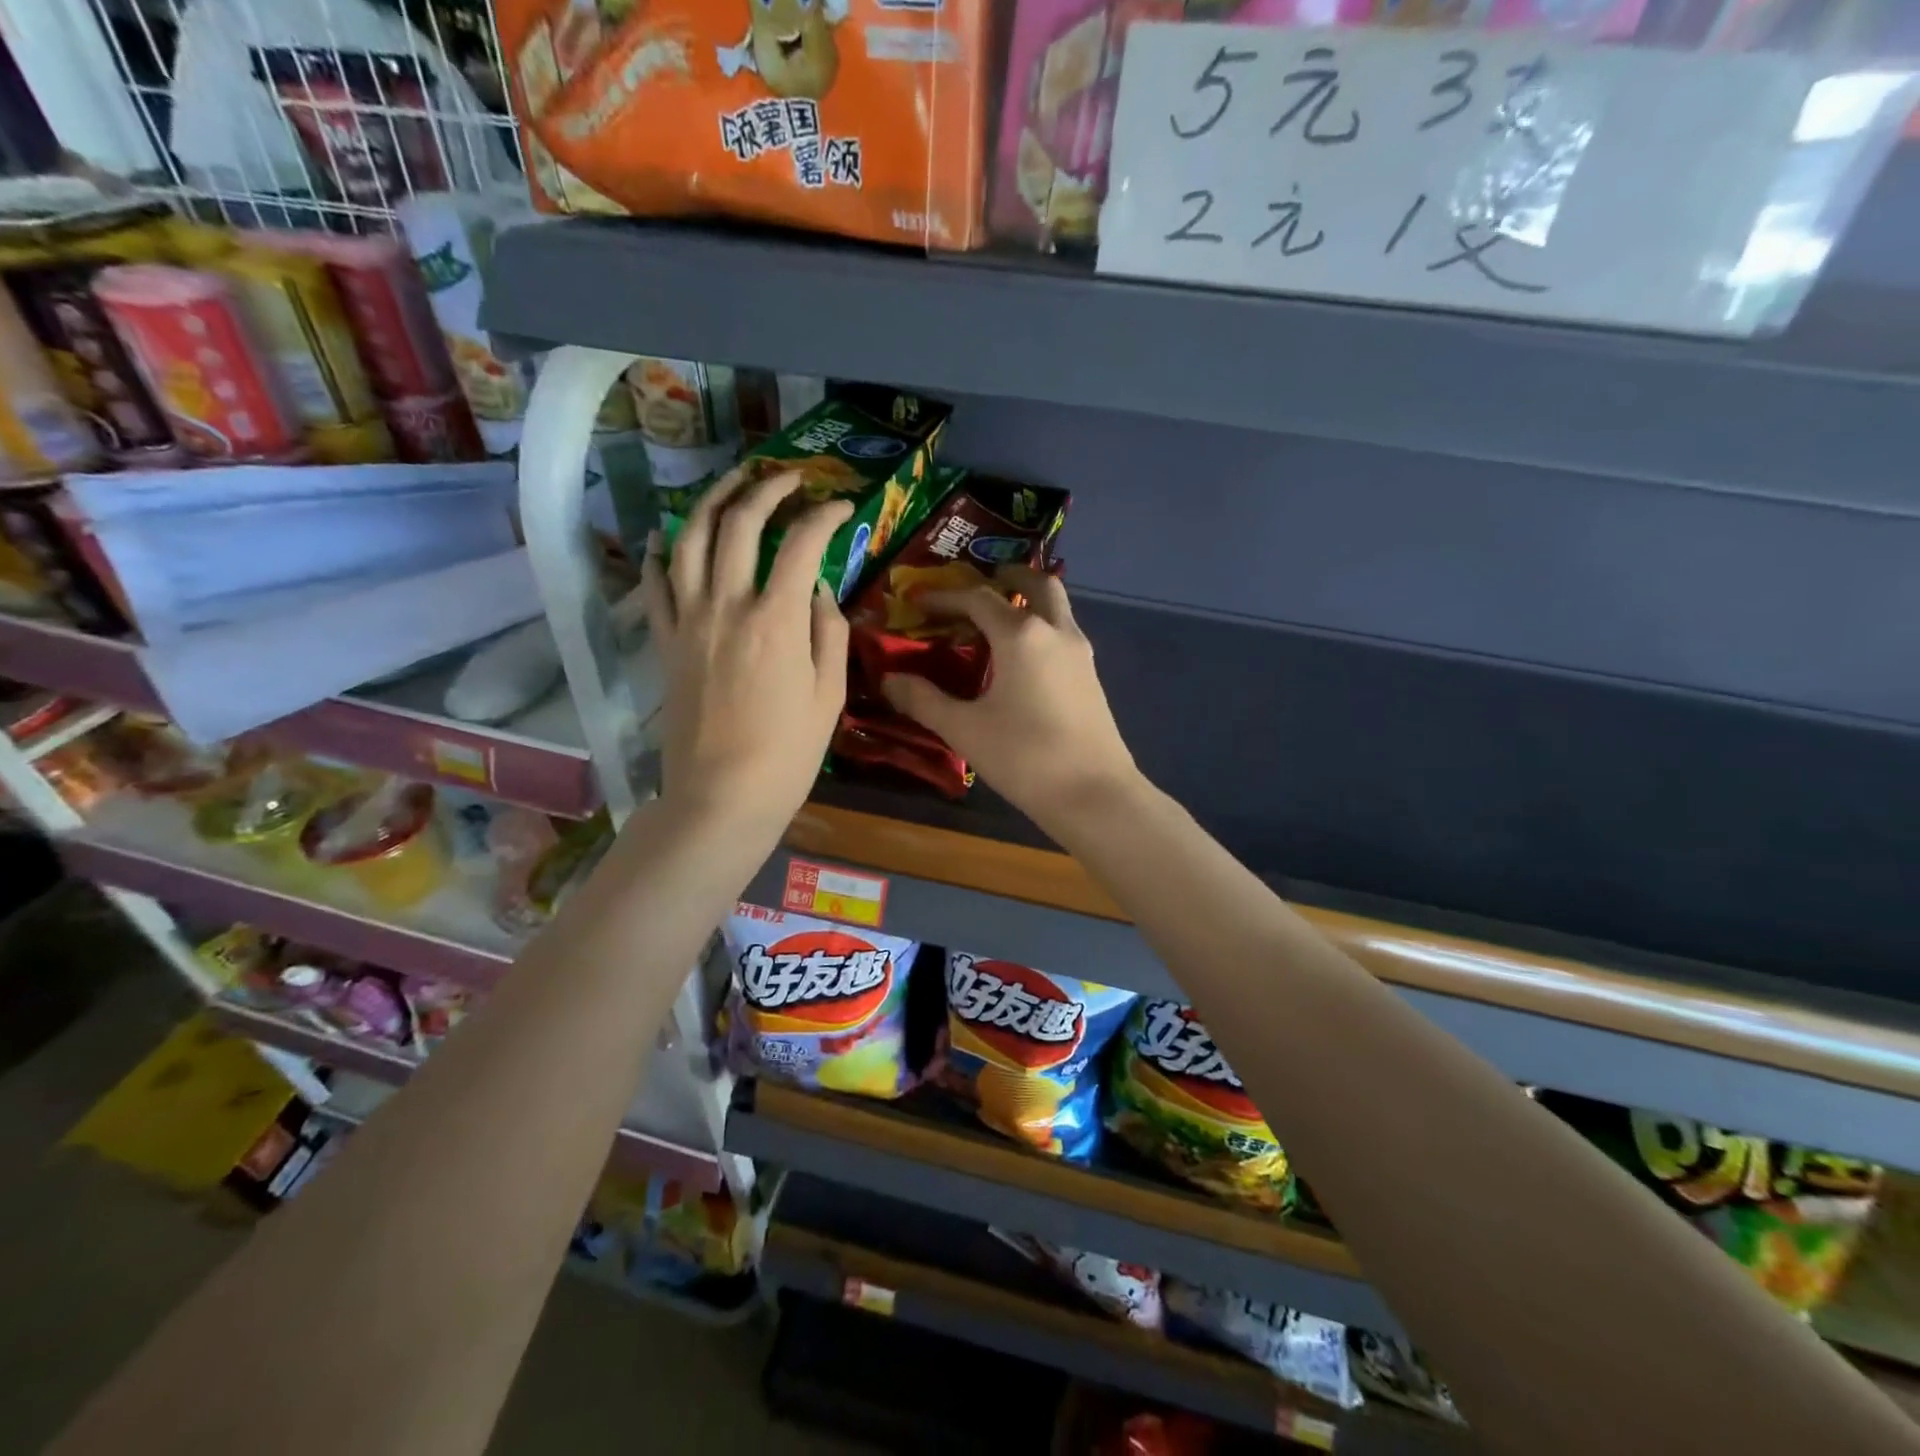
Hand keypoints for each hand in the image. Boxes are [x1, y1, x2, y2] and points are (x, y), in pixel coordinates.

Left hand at [642, 465, 850, 834]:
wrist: (722, 796)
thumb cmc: (788, 753)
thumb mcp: (830, 695)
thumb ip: (828, 633)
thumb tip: (819, 592)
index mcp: (776, 620)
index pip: (802, 544)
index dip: (824, 515)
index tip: (841, 505)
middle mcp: (726, 605)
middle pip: (739, 524)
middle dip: (766, 490)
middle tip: (788, 478)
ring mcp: (688, 621)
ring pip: (689, 539)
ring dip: (711, 500)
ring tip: (732, 482)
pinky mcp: (666, 642)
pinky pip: (655, 585)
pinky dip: (660, 553)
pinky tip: (668, 537)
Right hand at [881, 566, 1141, 837]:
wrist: (1094, 794)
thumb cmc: (1024, 756)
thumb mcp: (964, 729)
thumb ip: (923, 700)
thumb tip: (888, 679)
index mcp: (1021, 634)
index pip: (977, 598)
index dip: (945, 597)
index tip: (919, 601)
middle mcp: (1055, 631)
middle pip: (1036, 583)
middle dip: (1008, 575)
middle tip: (983, 580)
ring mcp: (1080, 652)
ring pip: (1057, 606)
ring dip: (1029, 599)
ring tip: (1000, 617)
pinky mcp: (1091, 676)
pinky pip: (1063, 632)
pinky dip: (1042, 625)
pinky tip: (1023, 657)